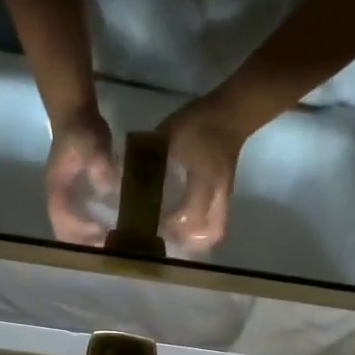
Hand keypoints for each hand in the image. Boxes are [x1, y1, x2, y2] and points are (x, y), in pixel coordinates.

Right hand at [44, 105, 116, 245]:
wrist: (76, 113)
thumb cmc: (80, 130)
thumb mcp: (91, 144)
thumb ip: (100, 165)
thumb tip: (112, 186)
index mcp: (57, 190)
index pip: (62, 221)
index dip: (79, 233)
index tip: (102, 237)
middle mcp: (60, 199)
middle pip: (66, 232)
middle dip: (85, 245)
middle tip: (109, 251)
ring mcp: (68, 198)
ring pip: (74, 228)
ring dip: (90, 240)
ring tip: (112, 247)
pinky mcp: (79, 194)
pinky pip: (85, 219)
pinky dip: (97, 229)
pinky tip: (115, 231)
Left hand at [158, 104, 244, 253]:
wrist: (232, 113)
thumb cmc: (199, 123)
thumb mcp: (167, 137)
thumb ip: (147, 159)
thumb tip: (123, 177)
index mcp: (204, 181)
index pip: (188, 216)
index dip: (169, 225)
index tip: (150, 223)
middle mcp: (217, 195)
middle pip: (209, 234)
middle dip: (187, 241)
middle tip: (164, 236)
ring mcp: (224, 196)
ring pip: (215, 230)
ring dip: (194, 237)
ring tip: (172, 233)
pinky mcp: (225, 194)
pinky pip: (215, 220)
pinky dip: (199, 226)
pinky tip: (181, 220)